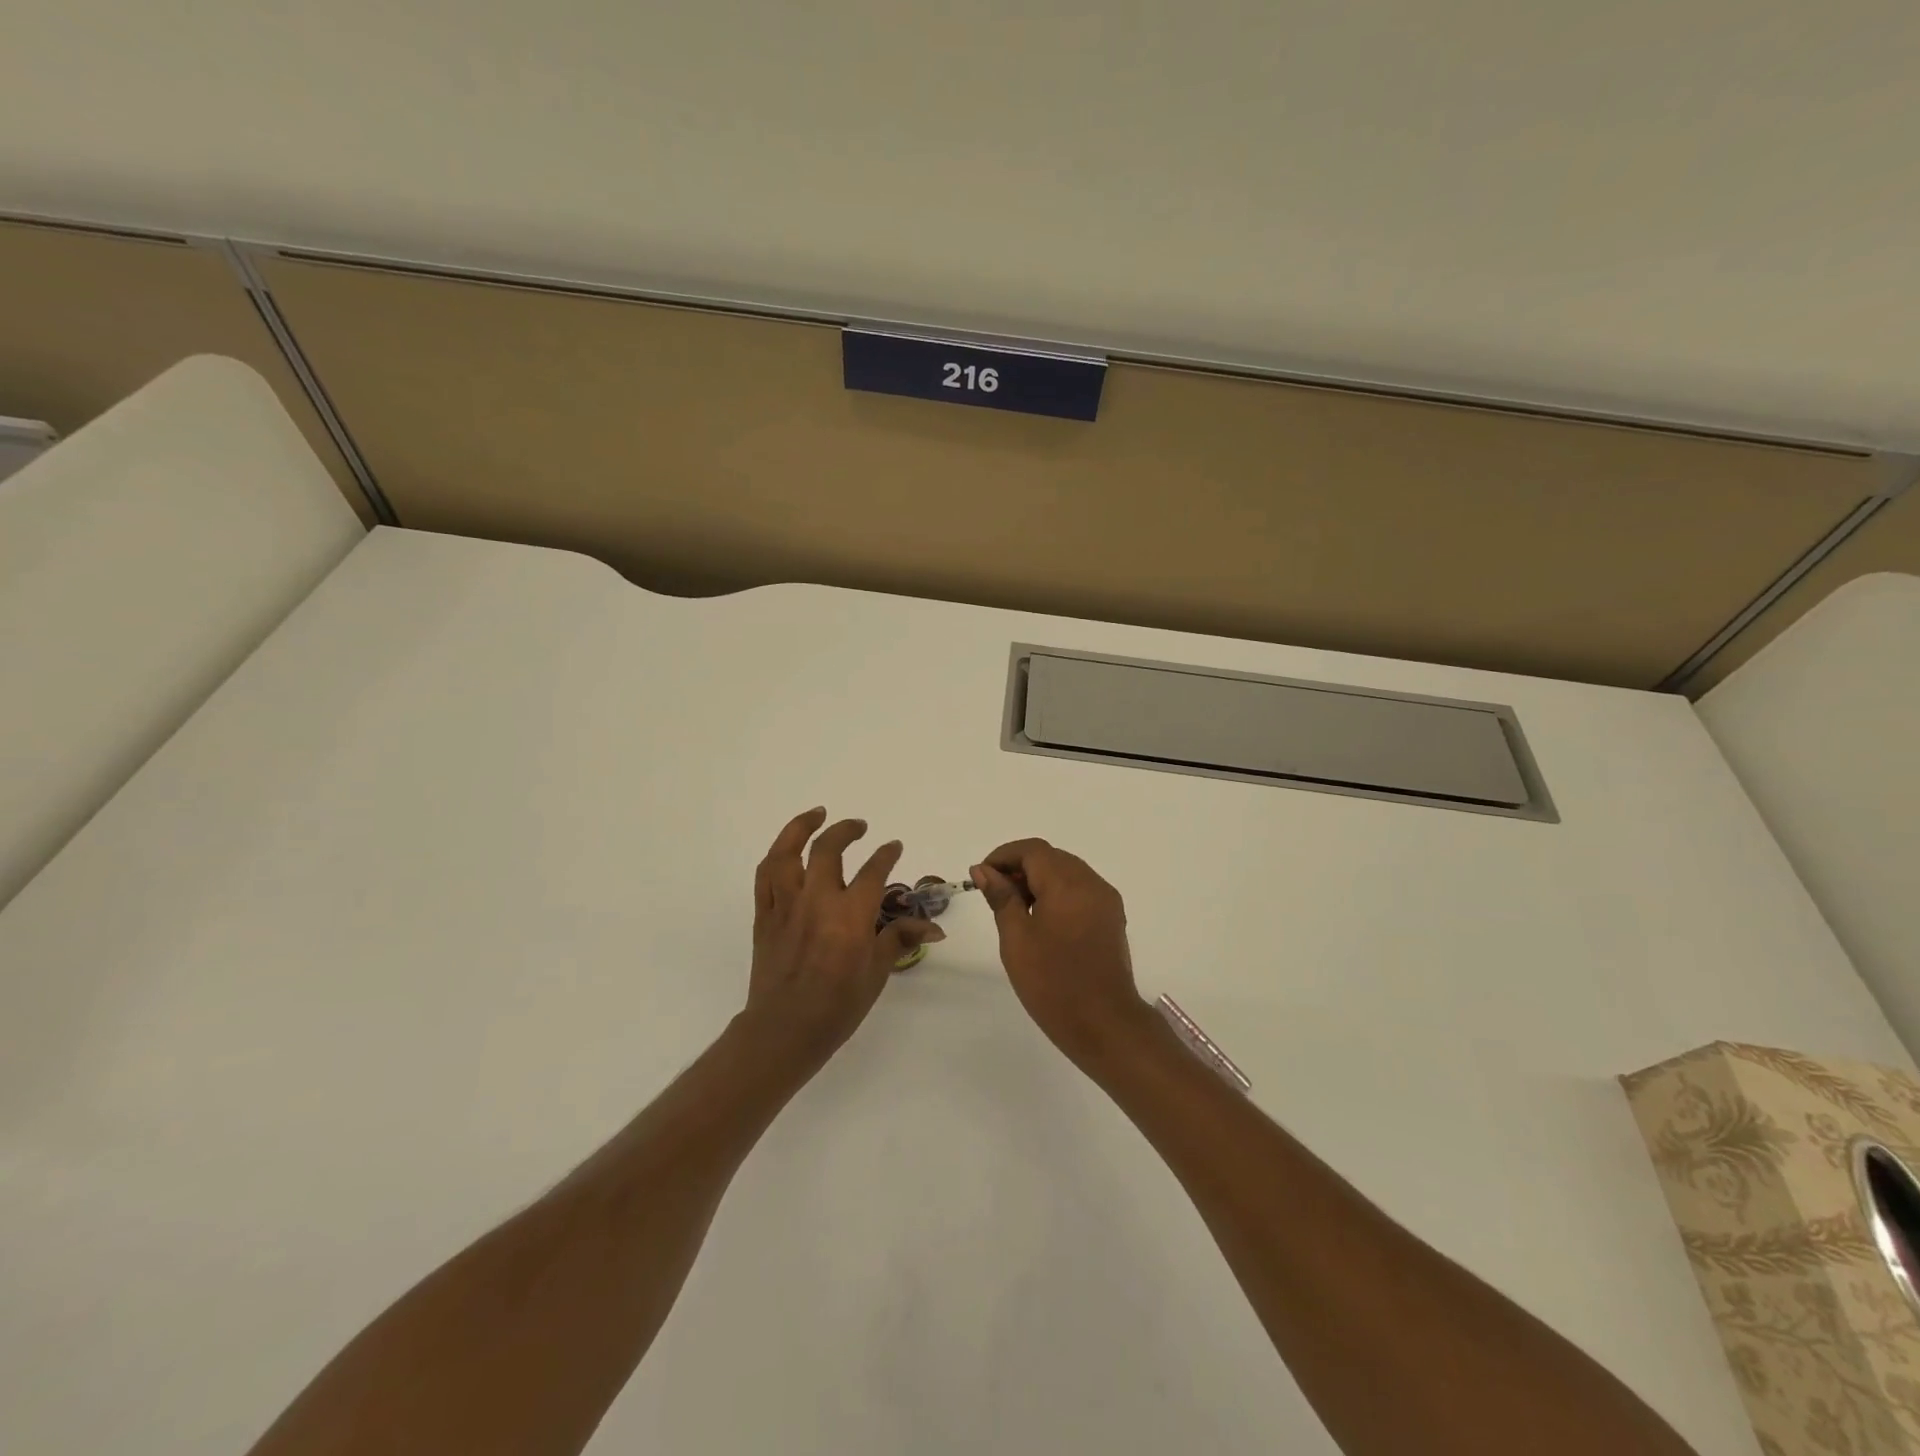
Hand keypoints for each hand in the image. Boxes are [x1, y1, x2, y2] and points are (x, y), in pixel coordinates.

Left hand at [746, 808, 942, 1071]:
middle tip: (859, 826)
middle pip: (829, 849)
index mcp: (851, 914)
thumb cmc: (838, 1006)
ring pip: (788, 853)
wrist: (785, 1030)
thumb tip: (933, 927)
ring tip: (816, 815)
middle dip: (847, 830)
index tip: (893, 846)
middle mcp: (818, 900)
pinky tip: (785, 850)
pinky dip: (776, 857)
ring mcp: (787, 905)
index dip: (887, 854)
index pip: (874, 870)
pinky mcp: (765, 916)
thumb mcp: (877, 973)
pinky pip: (765, 877)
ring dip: (801, 827)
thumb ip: (900, 939)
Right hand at [972, 839, 1154, 1068]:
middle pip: (1052, 857)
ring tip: (1016, 910)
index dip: (1004, 856)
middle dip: (1021, 867)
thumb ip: (1001, 897)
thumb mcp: (1017, 939)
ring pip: (1067, 872)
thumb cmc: (1053, 983)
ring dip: (1039, 880)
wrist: (1104, 1024)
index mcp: (1067, 883)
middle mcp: (1092, 883)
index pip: (1033, 850)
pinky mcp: (1112, 917)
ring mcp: (1106, 900)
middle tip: (995, 895)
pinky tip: (1042, 920)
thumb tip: (984, 870)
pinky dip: (1058, 893)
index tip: (982, 876)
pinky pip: (1081, 889)